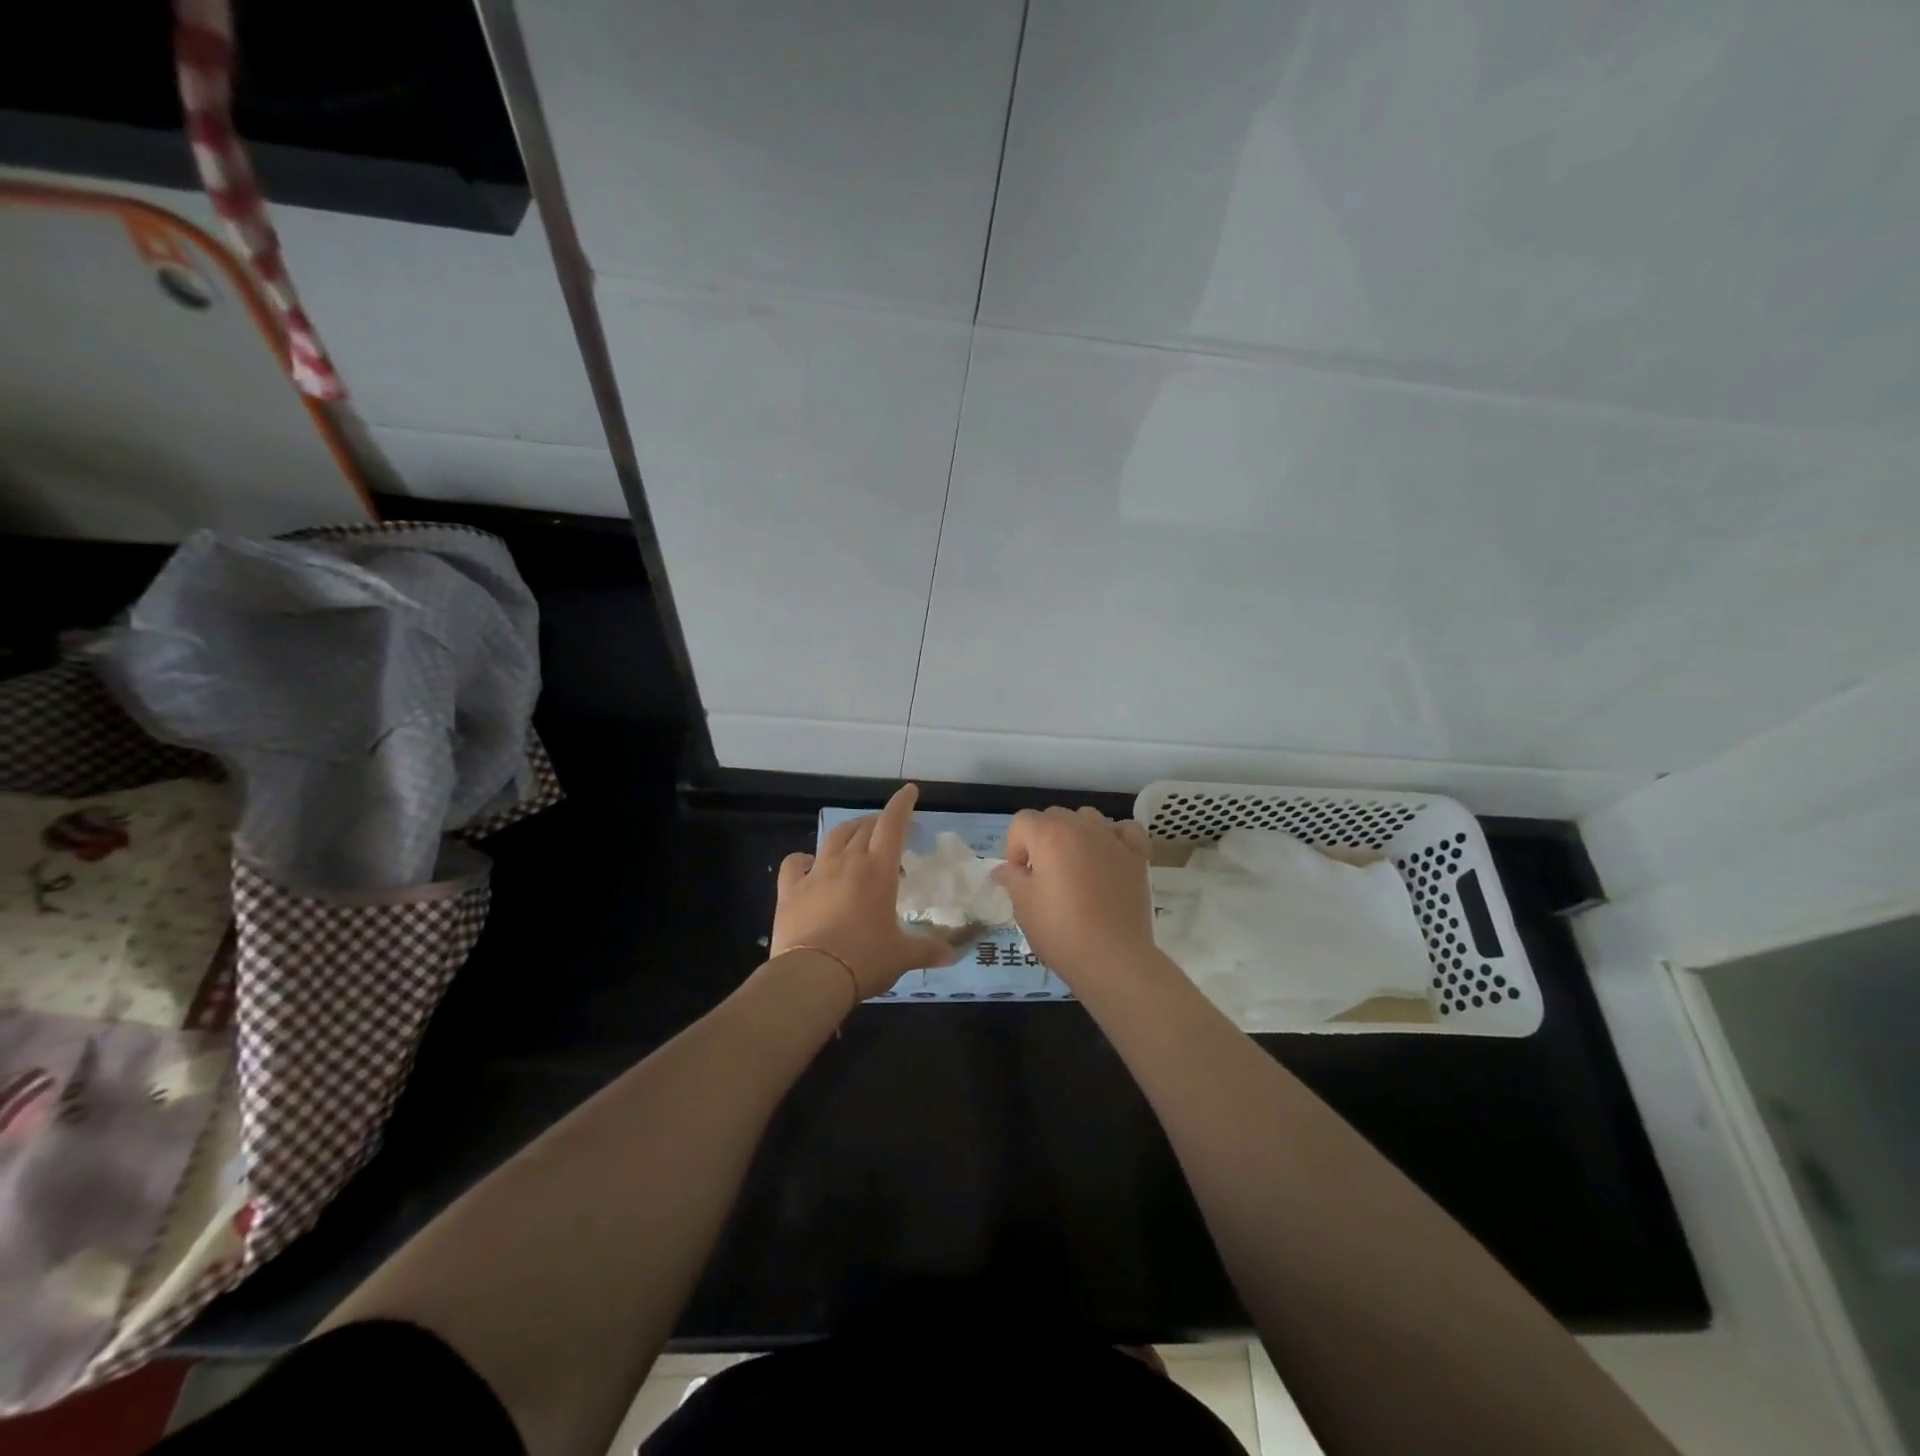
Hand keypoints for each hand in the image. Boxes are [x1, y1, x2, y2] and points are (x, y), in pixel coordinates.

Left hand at [771, 783, 955, 999]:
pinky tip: (808, 863)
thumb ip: (929, 950)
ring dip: (847, 831)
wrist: (812, 976)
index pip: (892, 825)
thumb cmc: (865, 960)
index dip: (902, 804)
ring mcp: (816, 873)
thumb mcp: (903, 956)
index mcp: (878, 871)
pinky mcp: (790, 890)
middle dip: (877, 821)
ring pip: (833, 838)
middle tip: (886, 827)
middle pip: (864, 828)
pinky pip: (794, 863)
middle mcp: (848, 862)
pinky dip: (803, 858)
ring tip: (854, 836)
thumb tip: (955, 954)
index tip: (909, 791)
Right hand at [991, 807, 1155, 987]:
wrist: (1113, 958)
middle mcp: (1081, 827)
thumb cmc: (1061, 930)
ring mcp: (1112, 838)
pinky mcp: (1137, 855)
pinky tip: (1109, 856)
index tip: (1018, 876)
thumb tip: (1003, 869)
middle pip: (1053, 816)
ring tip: (1075, 866)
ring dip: (1075, 834)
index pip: (1021, 822)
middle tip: (1043, 875)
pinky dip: (1114, 837)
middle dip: (1042, 839)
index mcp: (1049, 835)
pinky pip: (1124, 830)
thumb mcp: (1023, 905)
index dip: (1014, 847)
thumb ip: (1011, 878)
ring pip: (1087, 818)